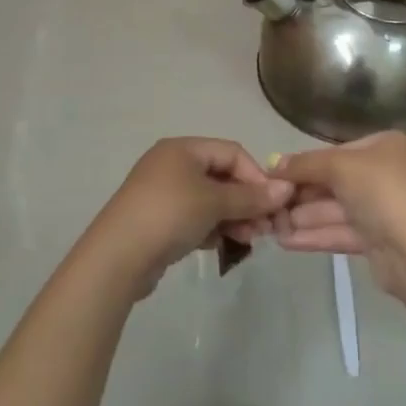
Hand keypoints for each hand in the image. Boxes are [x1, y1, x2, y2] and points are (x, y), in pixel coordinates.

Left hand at [92, 138, 290, 296]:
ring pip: (210, 200)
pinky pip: (195, 217)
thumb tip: (286, 189)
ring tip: (248, 240)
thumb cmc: (169, 215)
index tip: (272, 204)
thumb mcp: (214, 202)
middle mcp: (172, 164)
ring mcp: (163, 193)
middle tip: (264, 228)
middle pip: (221, 176)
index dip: (256, 176)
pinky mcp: (159, 220)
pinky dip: (212, 228)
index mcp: (182, 148)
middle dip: (246, 201)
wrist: (118, 257)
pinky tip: (222, 245)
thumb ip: (251, 196)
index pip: (232, 152)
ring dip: (233, 217)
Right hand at [248, 131, 405, 302]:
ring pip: (335, 209)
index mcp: (386, 146)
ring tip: (269, 225)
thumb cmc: (384, 193)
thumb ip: (305, 164)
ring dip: (302, 216)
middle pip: (334, 181)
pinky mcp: (378, 241)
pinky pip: (341, 231)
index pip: (336, 151)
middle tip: (267, 204)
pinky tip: (284, 241)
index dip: (304, 164)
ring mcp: (383, 209)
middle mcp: (387, 174)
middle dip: (300, 194)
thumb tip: (273, 163)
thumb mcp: (341, 166)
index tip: (273, 176)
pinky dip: (314, 234)